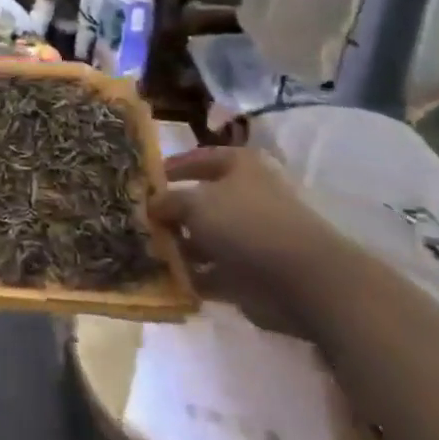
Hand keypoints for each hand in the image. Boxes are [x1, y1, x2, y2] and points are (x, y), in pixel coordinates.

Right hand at [150, 145, 307, 316]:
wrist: (300, 280)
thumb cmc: (245, 224)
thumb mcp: (195, 203)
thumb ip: (168, 201)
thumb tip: (152, 204)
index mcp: (240, 167)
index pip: (200, 159)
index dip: (173, 166)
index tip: (146, 179)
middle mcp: (246, 197)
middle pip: (201, 201)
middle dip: (172, 213)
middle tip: (138, 221)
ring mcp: (250, 237)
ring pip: (205, 239)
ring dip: (179, 247)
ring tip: (147, 252)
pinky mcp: (250, 274)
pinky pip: (212, 272)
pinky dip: (192, 276)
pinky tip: (166, 279)